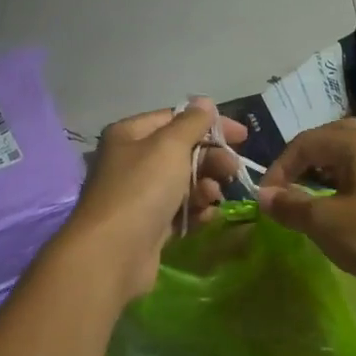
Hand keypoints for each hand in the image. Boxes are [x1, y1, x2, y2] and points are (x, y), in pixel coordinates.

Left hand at [62, 100, 249, 301]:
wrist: (113, 253)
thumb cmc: (142, 189)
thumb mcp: (170, 146)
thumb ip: (192, 123)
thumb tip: (204, 102)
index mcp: (129, 134)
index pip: (176, 119)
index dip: (211, 124)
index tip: (243, 137)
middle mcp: (131, 161)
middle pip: (182, 151)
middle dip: (211, 159)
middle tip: (233, 171)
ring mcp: (138, 196)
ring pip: (183, 183)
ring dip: (205, 186)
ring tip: (214, 197)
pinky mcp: (148, 226)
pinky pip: (179, 211)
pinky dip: (195, 210)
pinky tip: (207, 216)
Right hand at [256, 119, 355, 295]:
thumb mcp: (325, 222)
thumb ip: (291, 205)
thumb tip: (263, 196)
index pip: (305, 142)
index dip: (279, 167)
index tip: (266, 197)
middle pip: (330, 139)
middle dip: (303, 161)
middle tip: (287, 186)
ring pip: (349, 156)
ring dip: (323, 172)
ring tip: (307, 198)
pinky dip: (343, 184)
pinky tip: (337, 210)